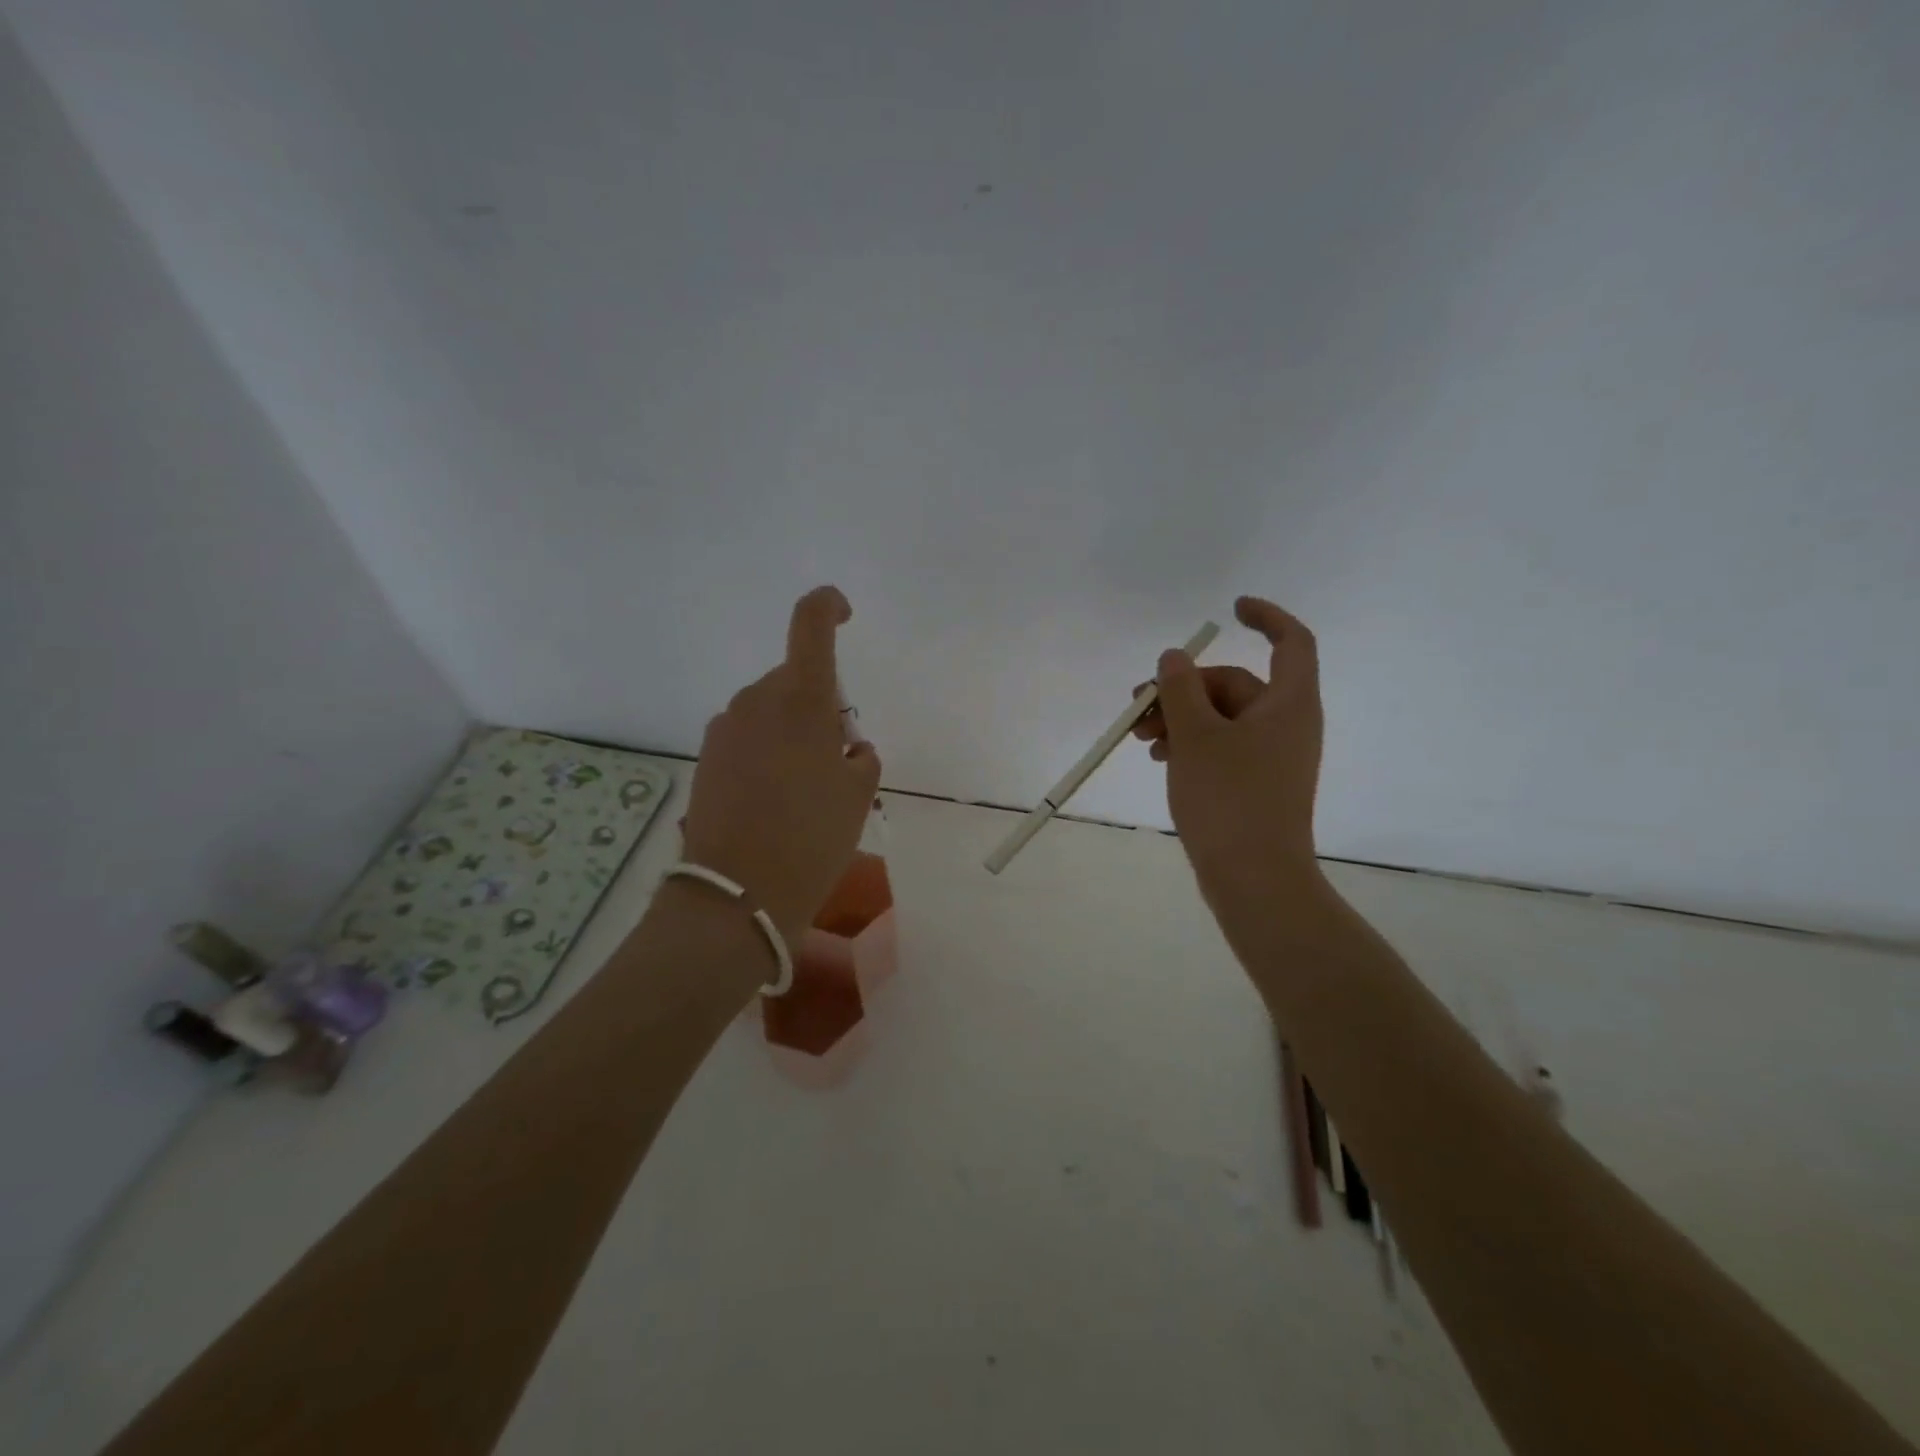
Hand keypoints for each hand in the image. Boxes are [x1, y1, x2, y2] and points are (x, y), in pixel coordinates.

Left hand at [681, 587, 881, 944]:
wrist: (739, 893)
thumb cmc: (812, 837)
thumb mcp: (858, 795)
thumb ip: (859, 757)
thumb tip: (847, 749)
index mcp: (800, 698)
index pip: (811, 624)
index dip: (829, 607)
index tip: (845, 615)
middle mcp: (755, 701)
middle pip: (794, 680)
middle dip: (819, 706)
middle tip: (836, 759)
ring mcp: (724, 730)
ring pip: (769, 712)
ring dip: (791, 734)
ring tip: (805, 791)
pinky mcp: (706, 759)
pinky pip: (747, 739)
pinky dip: (766, 755)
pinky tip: (773, 802)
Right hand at [1131, 596, 1323, 894]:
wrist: (1254, 878)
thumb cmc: (1229, 799)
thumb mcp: (1195, 736)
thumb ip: (1180, 690)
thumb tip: (1175, 657)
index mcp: (1288, 703)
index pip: (1291, 641)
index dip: (1265, 616)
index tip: (1229, 608)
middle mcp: (1287, 723)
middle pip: (1235, 684)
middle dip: (1183, 689)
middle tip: (1138, 706)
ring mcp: (1273, 756)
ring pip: (1222, 717)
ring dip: (1179, 718)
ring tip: (1139, 738)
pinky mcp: (1256, 782)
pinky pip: (1222, 746)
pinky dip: (1191, 743)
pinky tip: (1158, 758)